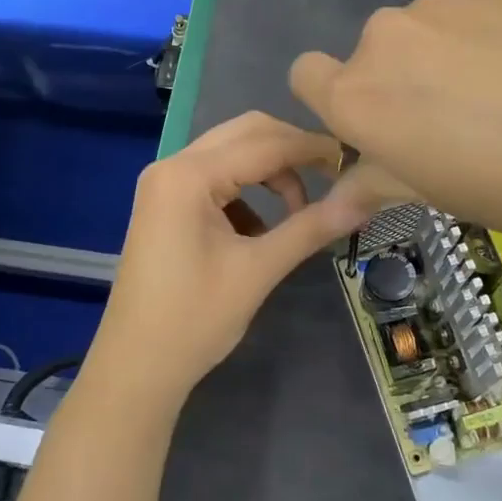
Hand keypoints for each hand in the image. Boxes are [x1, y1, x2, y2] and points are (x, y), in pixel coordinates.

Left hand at [85, 112, 368, 412]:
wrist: (136, 367)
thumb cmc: (195, 320)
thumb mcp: (258, 270)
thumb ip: (310, 228)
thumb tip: (364, 200)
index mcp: (188, 175)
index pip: (264, 143)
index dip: (313, 148)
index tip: (355, 158)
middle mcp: (172, 166)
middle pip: (244, 134)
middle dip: (291, 151)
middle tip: (332, 178)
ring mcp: (164, 184)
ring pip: (230, 154)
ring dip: (269, 173)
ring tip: (299, 213)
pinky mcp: (165, 204)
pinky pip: (215, 178)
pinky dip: (245, 192)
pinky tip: (261, 230)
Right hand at [289, 0, 501, 246]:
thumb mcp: (437, 195)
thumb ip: (375, 184)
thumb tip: (333, 203)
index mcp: (359, 96)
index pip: (306, 75)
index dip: (334, 99)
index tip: (379, 124)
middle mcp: (385, 37)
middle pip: (372, 52)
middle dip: (400, 79)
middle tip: (458, 118)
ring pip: (424, 25)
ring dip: (444, 50)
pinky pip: (471, 2)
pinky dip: (488, 26)